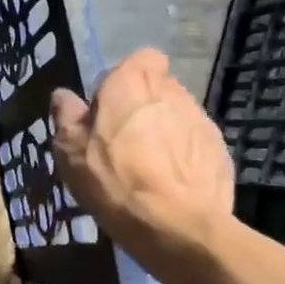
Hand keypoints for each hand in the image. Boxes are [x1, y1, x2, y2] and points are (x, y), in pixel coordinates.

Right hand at [51, 48, 233, 269]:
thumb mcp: (69, 148)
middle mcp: (172, 91)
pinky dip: (182, 157)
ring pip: (177, 116)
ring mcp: (202, 121)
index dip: (125, 78)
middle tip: (120, 140)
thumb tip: (63, 96)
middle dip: (142, 106)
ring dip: (162, 131)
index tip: (108, 106)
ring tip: (146, 167)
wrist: (177, 225)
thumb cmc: (113, 178)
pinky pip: (194, 145)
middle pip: (158, 88)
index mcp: (133, 82)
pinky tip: (168, 185)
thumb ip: (66, 115)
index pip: (141, 58)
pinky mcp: (220, 151)